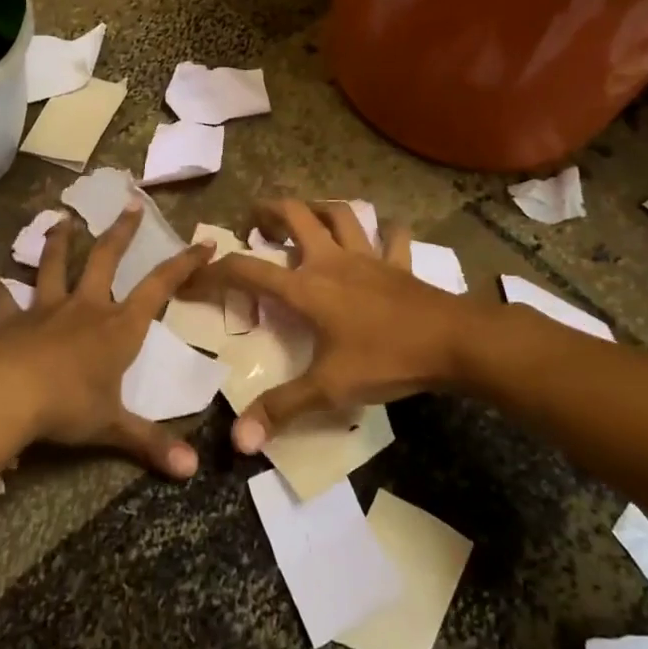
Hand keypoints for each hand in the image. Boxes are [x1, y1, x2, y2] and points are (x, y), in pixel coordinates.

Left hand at [0, 203, 215, 478]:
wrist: (8, 396)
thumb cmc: (68, 406)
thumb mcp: (113, 426)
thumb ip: (151, 443)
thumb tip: (192, 471)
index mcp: (118, 327)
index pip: (160, 288)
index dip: (184, 264)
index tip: (205, 242)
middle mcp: (85, 308)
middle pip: (106, 259)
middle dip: (122, 232)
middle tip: (129, 203)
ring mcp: (45, 310)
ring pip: (54, 266)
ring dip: (58, 241)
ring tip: (62, 218)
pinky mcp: (9, 321)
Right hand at [186, 199, 473, 453]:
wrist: (454, 342)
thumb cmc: (387, 359)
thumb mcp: (330, 388)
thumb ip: (282, 409)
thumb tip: (238, 441)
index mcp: (307, 287)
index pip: (248, 270)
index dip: (215, 270)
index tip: (193, 274)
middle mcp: (332, 261)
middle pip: (296, 216)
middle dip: (269, 211)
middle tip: (254, 221)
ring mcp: (369, 257)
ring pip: (341, 214)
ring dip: (319, 208)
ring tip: (306, 214)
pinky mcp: (399, 264)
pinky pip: (393, 237)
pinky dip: (386, 231)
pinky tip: (384, 234)